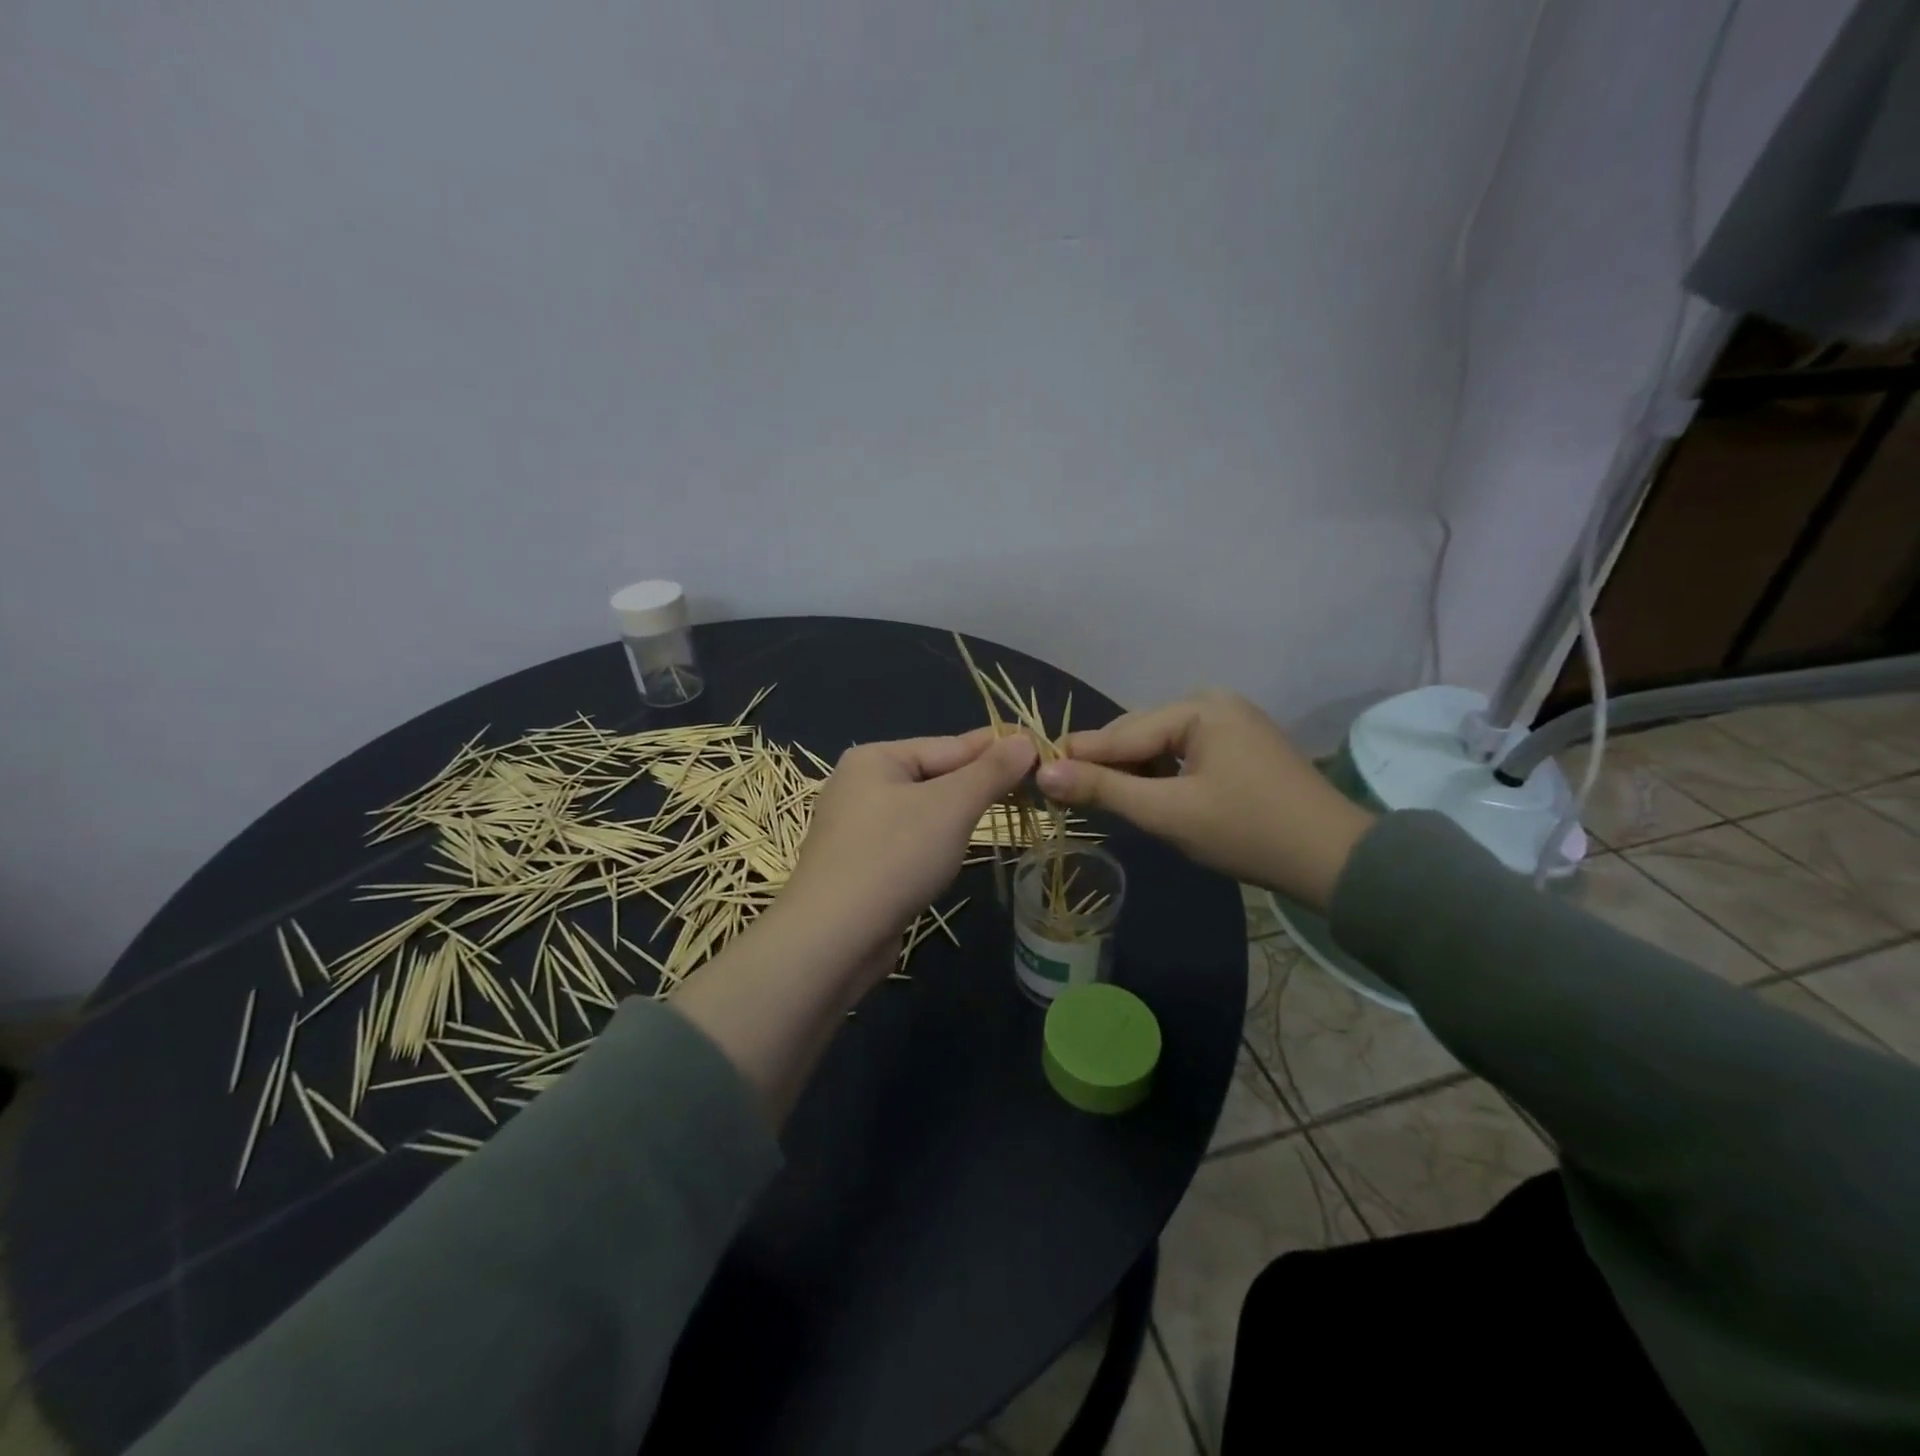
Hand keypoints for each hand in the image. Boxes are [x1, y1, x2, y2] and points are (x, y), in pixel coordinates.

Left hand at [779, 731, 1038, 976]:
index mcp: (875, 758)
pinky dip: (937, 842)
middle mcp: (860, 784)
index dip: (998, 748)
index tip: (1041, 748)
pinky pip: (909, 841)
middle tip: (1032, 785)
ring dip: (960, 814)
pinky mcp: (859, 865)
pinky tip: (955, 851)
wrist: (832, 939)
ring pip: (924, 811)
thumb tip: (1025, 739)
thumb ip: (990, 771)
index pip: (950, 745)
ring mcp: (856, 827)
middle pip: (936, 775)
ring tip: (1003, 812)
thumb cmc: (894, 857)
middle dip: (980, 782)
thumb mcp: (951, 806)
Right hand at [1033, 691, 1373, 912]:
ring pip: (1159, 747)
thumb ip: (1104, 790)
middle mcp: (1213, 703)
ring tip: (1102, 801)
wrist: (1335, 861)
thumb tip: (1043, 774)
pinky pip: (1183, 756)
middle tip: (1067, 797)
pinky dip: (1161, 777)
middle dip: (1107, 766)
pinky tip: (1146, 798)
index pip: (1121, 733)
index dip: (1077, 757)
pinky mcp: (1240, 747)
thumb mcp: (1168, 813)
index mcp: (1199, 708)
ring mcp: (1230, 724)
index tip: (1035, 775)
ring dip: (1133, 774)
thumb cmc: (1247, 832)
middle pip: (1139, 735)